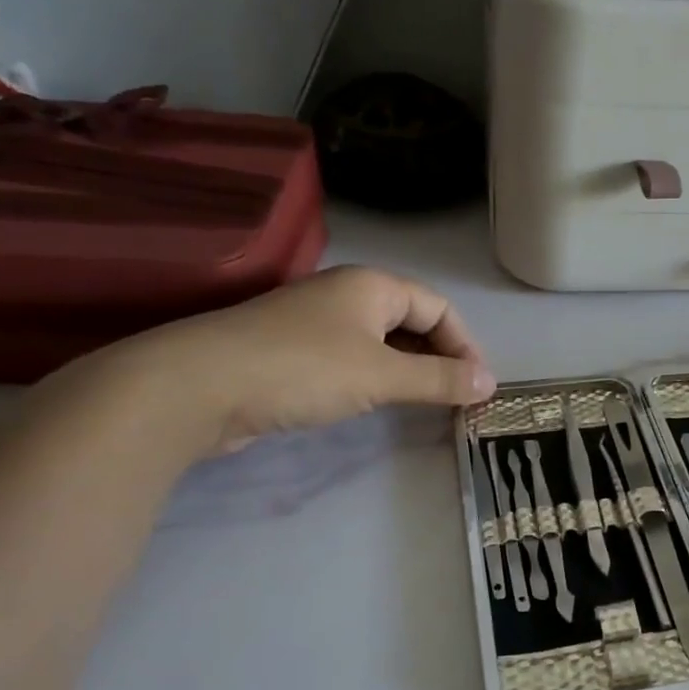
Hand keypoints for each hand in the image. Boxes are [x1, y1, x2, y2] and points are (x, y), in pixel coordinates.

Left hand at [71, 266, 495, 457]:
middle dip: (440, 357)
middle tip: (459, 399)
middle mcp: (346, 295)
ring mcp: (316, 323)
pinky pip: (353, 359)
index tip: (479, 386)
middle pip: (411, 321)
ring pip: (381, 342)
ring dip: (409, 370)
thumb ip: (439, 380)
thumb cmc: (302, 368)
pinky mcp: (293, 353)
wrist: (198, 387)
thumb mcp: (381, 375)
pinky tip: (378, 402)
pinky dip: (377, 378)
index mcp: (372, 286)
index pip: (438, 307)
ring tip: (428, 404)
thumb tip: (490, 384)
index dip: (465, 344)